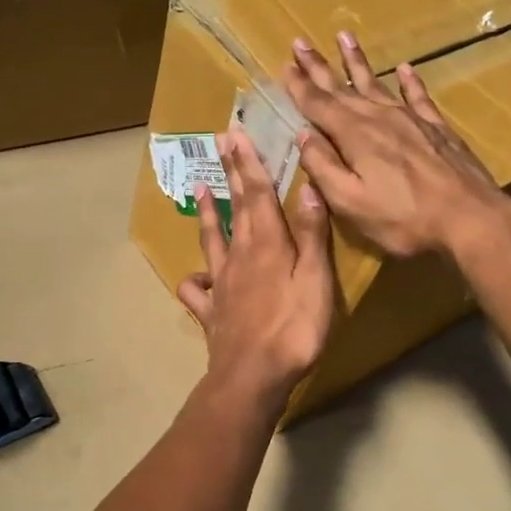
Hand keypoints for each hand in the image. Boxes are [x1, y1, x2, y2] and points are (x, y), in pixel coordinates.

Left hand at [176, 126, 333, 403]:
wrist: (253, 375)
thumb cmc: (294, 327)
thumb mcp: (316, 279)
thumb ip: (312, 235)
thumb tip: (308, 188)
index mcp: (267, 244)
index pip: (257, 194)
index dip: (249, 163)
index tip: (237, 135)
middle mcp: (239, 255)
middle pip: (235, 207)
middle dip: (230, 174)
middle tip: (220, 144)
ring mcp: (221, 283)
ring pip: (211, 239)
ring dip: (206, 212)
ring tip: (197, 189)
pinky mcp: (211, 311)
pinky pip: (197, 290)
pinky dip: (194, 280)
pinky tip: (196, 278)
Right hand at [284, 32, 509, 258]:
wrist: (470, 218)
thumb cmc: (403, 219)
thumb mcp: (350, 202)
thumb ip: (323, 167)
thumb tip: (302, 135)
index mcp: (354, 135)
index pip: (318, 104)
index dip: (299, 86)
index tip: (284, 65)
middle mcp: (380, 117)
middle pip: (343, 87)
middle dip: (318, 66)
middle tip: (300, 43)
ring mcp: (411, 119)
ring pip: (378, 82)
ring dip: (357, 62)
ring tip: (344, 37)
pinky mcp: (437, 128)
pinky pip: (418, 96)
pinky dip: (409, 81)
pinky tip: (405, 68)